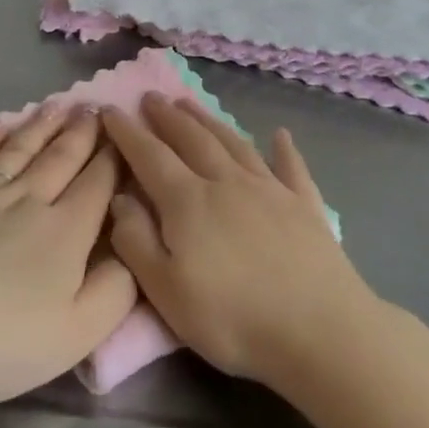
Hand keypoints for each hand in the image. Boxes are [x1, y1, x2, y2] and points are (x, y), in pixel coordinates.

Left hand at [0, 105, 137, 412]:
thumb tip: (133, 250)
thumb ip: (116, 291)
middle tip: (94, 107)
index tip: (124, 133)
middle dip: (82, 131)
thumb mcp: (76, 335)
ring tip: (58, 105)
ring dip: (42, 124)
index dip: (115, 156)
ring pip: (21, 148)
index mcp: (66, 230)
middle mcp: (29, 199)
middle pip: (62, 156)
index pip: (99, 182)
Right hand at [102, 95, 378, 387]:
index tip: (109, 109)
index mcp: (188, 201)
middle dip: (167, 116)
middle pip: (192, 139)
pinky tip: (280, 135)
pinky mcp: (304, 205)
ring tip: (191, 104)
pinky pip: (291, 167)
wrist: (319, 331)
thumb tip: (119, 197)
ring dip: (209, 121)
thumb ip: (136, 241)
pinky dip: (285, 149)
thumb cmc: (232, 318)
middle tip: (152, 96)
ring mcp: (269, 189)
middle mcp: (226, 182)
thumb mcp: (166, 291)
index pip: (149, 156)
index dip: (127, 131)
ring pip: (233, 143)